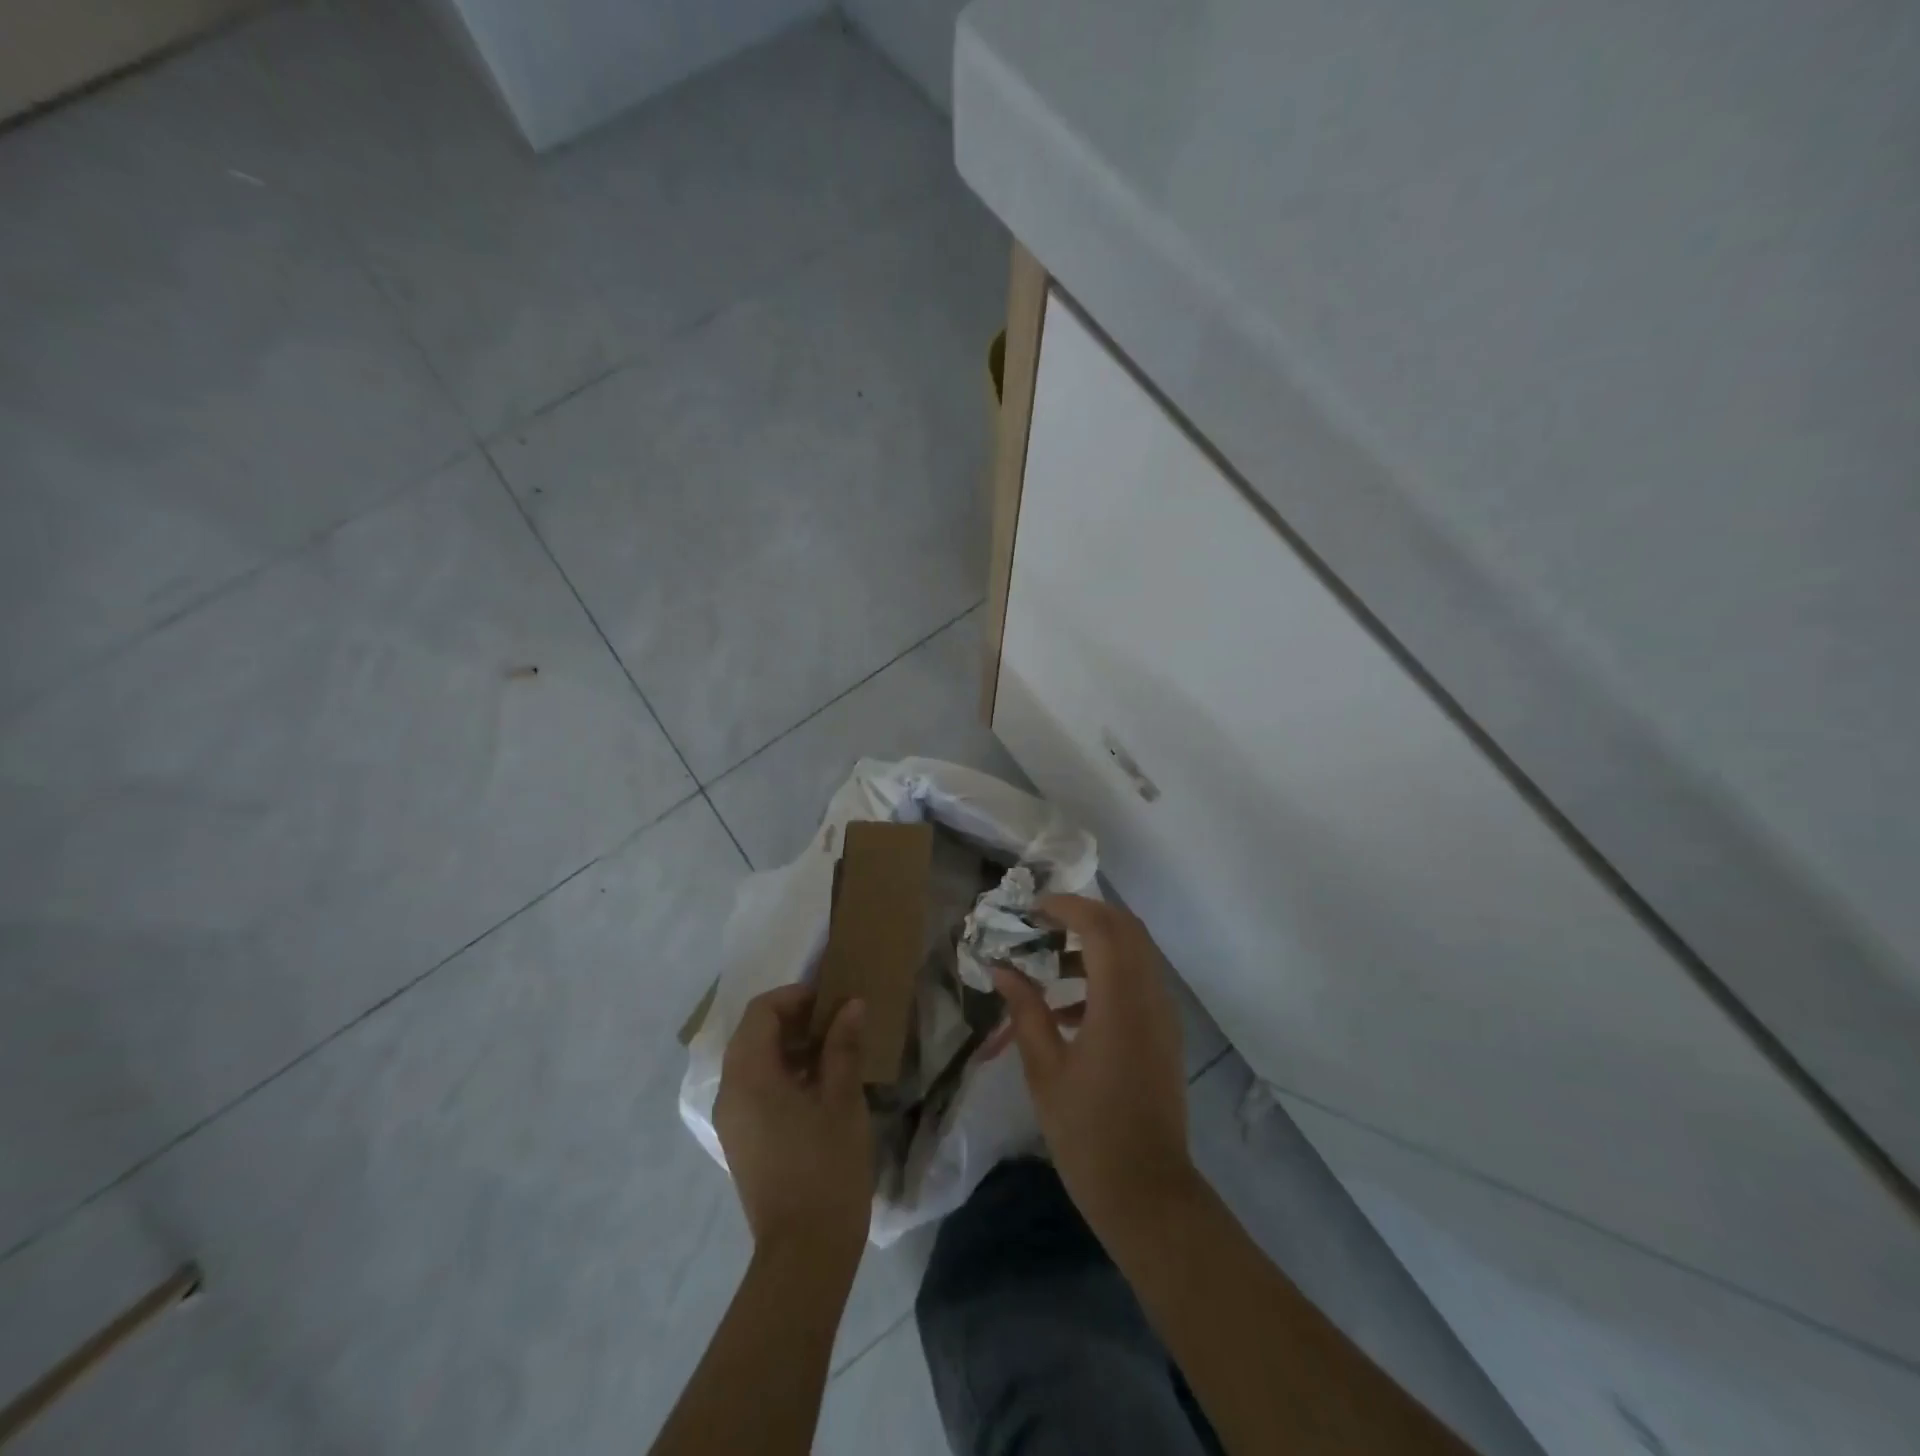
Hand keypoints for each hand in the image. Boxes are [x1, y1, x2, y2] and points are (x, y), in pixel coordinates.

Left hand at [714, 985, 873, 1260]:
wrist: (805, 1253)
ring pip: (753, 1061)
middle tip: (836, 1022)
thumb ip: (843, 1046)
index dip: (796, 997)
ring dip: (789, 1046)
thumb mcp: (842, 1099)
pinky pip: (755, 1088)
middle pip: (753, 1034)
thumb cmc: (826, 1168)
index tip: (832, 1001)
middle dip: (793, 1019)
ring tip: (834, 1050)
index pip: (761, 1012)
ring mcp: (732, 1119)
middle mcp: (729, 1092)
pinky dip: (782, 1073)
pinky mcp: (741, 1140)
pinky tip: (819, 1085)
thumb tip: (852, 1004)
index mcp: (749, 1077)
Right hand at [993, 895, 1194, 1231]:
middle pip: (1125, 928)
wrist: (1147, 1193)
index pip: (1099, 926)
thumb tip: (1002, 970)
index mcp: (1120, 1001)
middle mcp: (1150, 996)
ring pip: (1134, 953)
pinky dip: (1105, 976)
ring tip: (1046, 964)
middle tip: (1042, 924)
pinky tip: (1065, 1010)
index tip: (1031, 909)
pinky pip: (1137, 982)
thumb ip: (1025, 1011)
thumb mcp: (1045, 1070)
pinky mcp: (1164, 1033)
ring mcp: (1162, 1015)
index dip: (1066, 907)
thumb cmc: (1088, 1134)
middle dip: (1084, 916)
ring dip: (1094, 945)